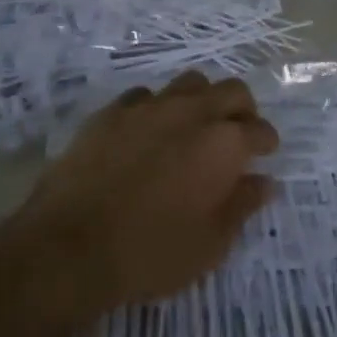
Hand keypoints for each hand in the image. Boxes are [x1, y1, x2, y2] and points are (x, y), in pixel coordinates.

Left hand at [6, 72, 277, 324]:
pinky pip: (145, 96)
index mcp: (224, 143)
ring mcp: (150, 106)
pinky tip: (148, 133)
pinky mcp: (113, 110)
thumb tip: (264, 182)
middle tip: (237, 134)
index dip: (266, 142)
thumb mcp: (210, 244)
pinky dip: (157, 109)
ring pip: (190, 83)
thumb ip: (242, 206)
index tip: (265, 155)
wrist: (69, 246)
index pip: (260, 130)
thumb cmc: (150, 253)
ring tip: (194, 127)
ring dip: (201, 100)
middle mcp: (192, 112)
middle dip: (242, 109)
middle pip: (231, 90)